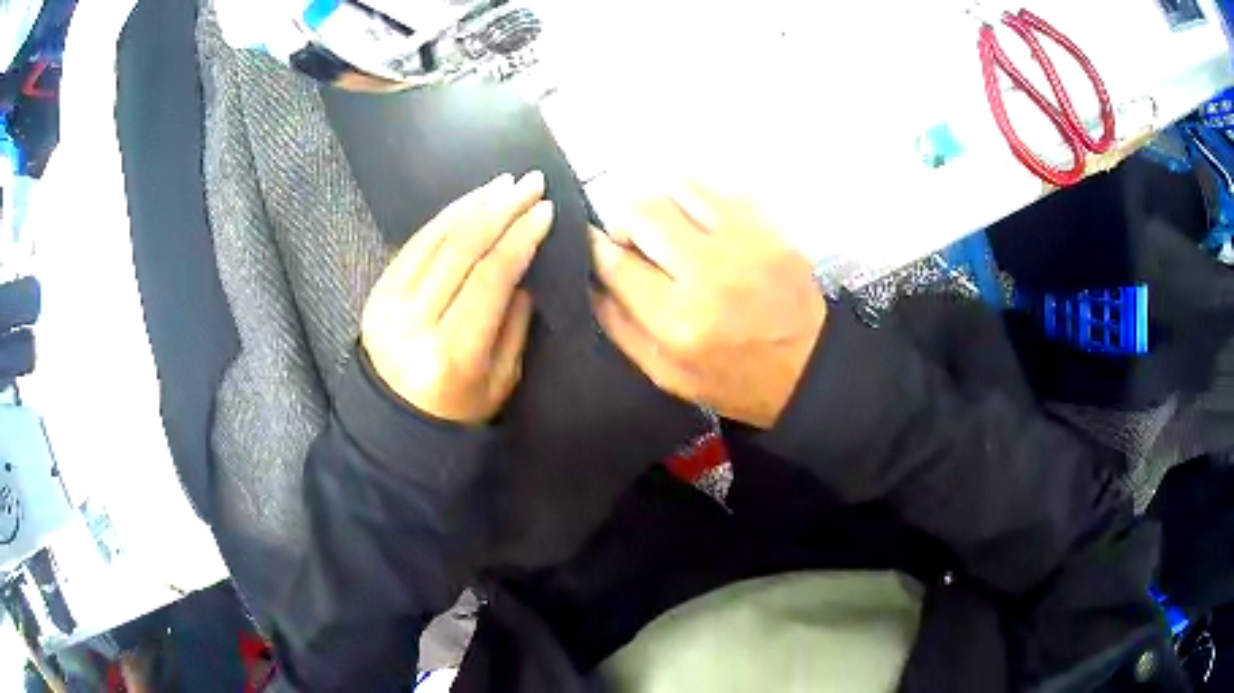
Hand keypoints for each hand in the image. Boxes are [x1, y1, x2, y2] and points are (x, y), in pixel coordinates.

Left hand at [361, 171, 553, 423]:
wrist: (394, 422)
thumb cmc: (459, 409)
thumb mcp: (503, 377)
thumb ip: (515, 319)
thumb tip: (524, 262)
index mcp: (453, 354)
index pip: (491, 277)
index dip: (521, 238)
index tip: (546, 209)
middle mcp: (415, 323)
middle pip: (463, 249)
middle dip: (502, 209)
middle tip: (531, 181)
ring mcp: (388, 304)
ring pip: (436, 239)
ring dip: (474, 203)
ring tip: (505, 183)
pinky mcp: (376, 292)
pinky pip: (414, 244)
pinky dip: (444, 217)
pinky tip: (470, 200)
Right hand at [591, 183, 826, 428]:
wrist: (809, 368)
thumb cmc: (733, 379)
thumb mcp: (665, 374)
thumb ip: (620, 326)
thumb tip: (590, 279)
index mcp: (677, 319)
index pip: (614, 260)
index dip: (592, 245)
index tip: (590, 242)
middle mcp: (708, 272)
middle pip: (642, 210)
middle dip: (624, 219)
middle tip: (632, 237)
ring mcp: (744, 242)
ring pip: (679, 187)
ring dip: (662, 203)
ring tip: (670, 227)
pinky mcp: (769, 227)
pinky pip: (718, 189)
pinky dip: (698, 199)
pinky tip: (702, 224)